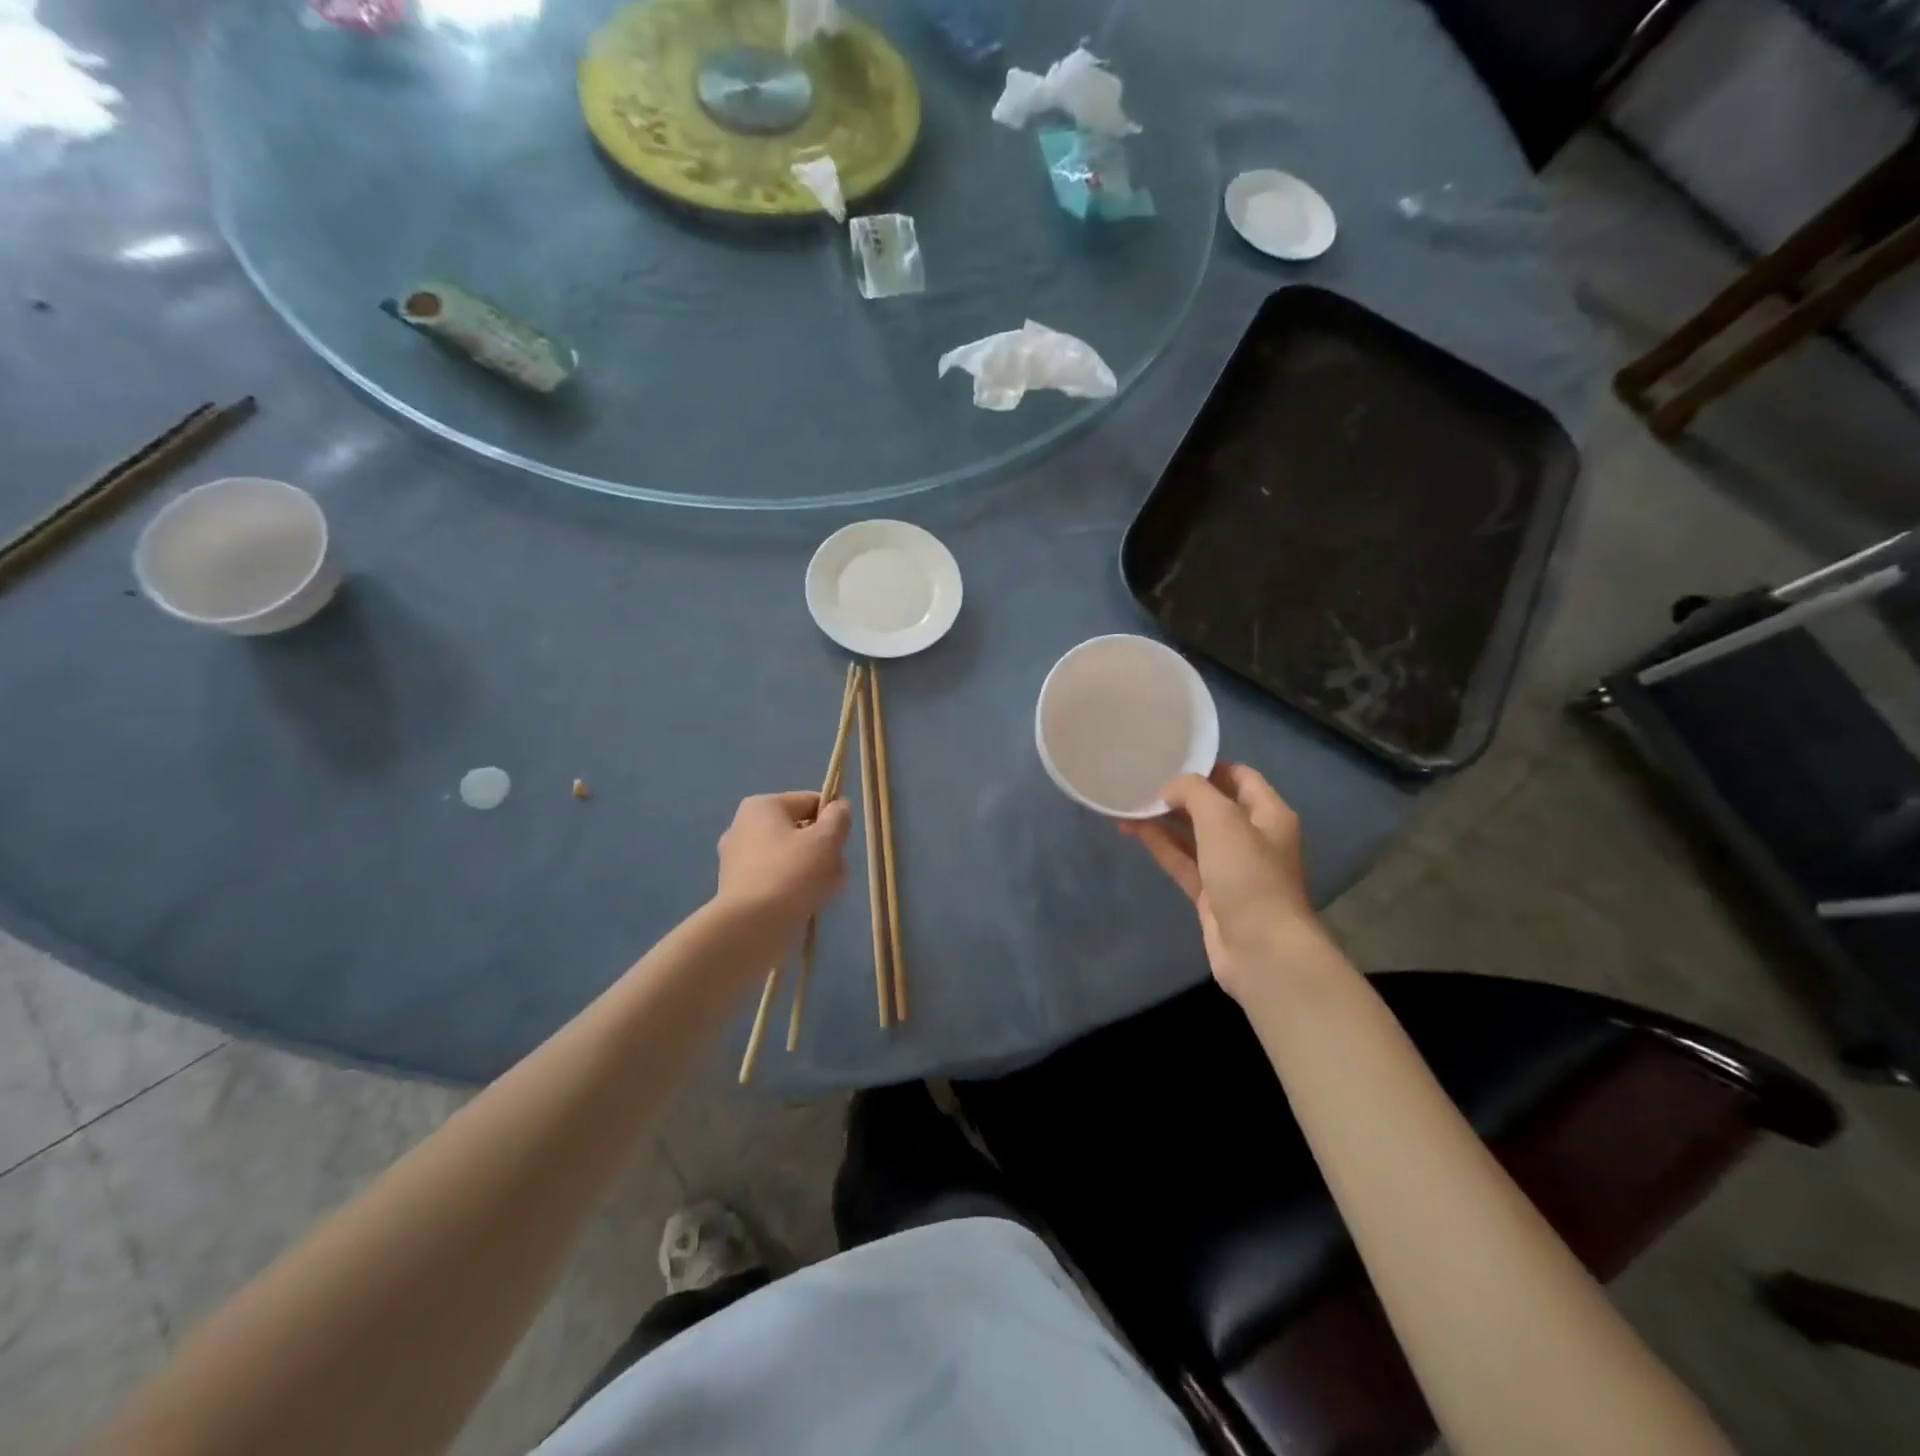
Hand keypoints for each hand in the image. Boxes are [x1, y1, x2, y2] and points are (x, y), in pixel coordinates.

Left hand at [714, 792, 852, 937]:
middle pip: (800, 832)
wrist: (751, 927)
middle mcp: (744, 827)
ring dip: (813, 871)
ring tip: (826, 892)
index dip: (833, 819)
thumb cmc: (792, 873)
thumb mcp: (826, 840)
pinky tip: (808, 905)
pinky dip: (793, 888)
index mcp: (762, 806)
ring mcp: (737, 860)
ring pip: (790, 858)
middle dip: (824, 850)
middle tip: (836, 871)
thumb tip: (839, 806)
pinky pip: (776, 879)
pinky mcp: (737, 889)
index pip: (809, 802)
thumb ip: (838, 818)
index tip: (842, 843)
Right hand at [1120, 762, 1320, 997]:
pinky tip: (1133, 830)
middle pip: (1214, 806)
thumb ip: (1193, 791)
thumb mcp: (1222, 819)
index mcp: (1269, 814)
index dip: (1208, 765)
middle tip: (1142, 779)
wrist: (1261, 950)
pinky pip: (1182, 860)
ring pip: (1193, 834)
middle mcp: (1253, 838)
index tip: (1171, 757)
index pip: (1240, 777)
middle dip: (1180, 793)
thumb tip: (1170, 788)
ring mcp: (1231, 868)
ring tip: (1128, 802)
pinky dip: (1160, 845)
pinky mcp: (1211, 894)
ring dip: (1164, 819)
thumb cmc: (1248, 875)